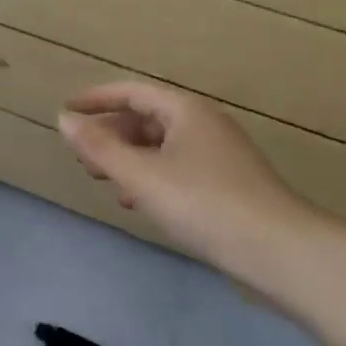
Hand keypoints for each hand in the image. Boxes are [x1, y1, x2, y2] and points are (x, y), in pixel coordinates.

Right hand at [58, 81, 315, 275]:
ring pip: (161, 146)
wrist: (281, 253)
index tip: (67, 110)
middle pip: (146, 118)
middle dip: (110, 134)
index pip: (132, 92)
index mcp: (185, 110)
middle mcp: (204, 124)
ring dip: (128, 158)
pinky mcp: (227, 184)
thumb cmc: (204, 203)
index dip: (96, 99)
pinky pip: (176, 167)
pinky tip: (139, 202)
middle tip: (83, 156)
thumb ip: (98, 147)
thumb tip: (63, 119)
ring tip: (104, 180)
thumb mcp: (141, 174)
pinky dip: (150, 176)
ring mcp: (219, 155)